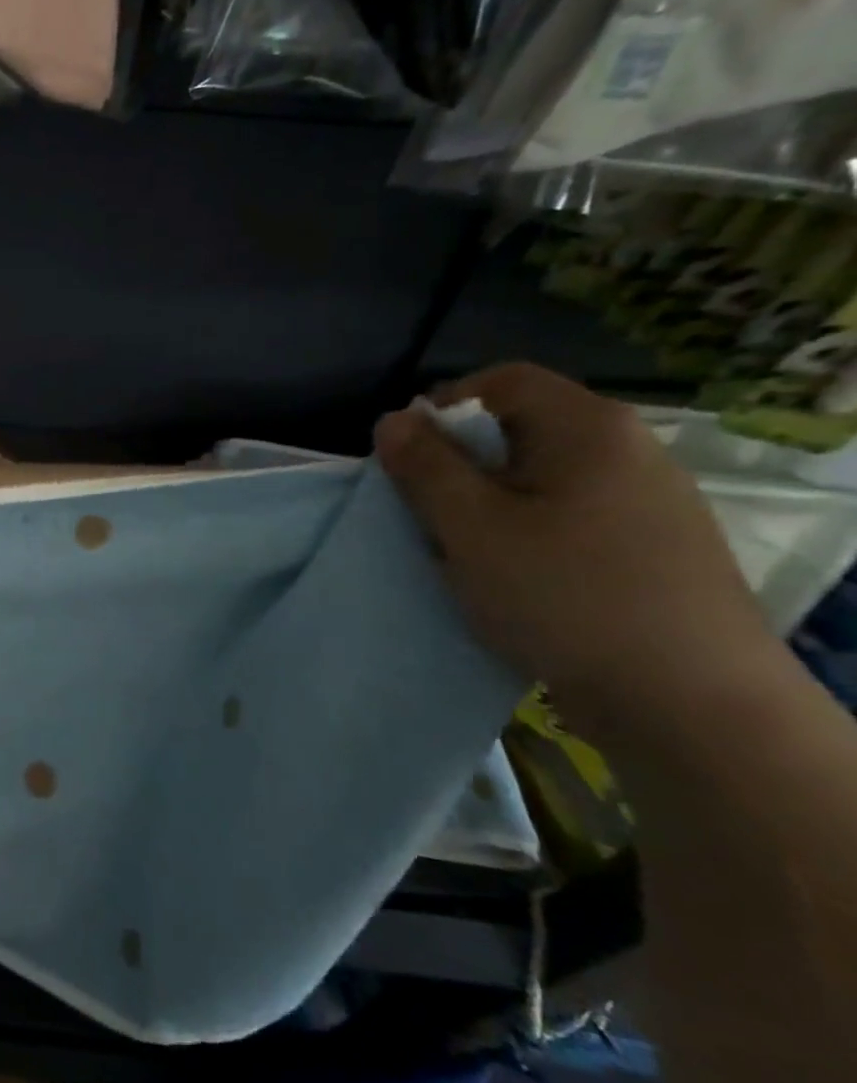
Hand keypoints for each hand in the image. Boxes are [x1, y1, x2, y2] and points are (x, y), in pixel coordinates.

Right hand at [375, 364, 779, 721]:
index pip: (502, 381)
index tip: (406, 458)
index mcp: (589, 429)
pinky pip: (567, 517)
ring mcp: (648, 501)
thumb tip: (393, 420)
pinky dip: (523, 533)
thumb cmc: (563, 595)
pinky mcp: (651, 547)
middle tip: (427, 514)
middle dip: (460, 465)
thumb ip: (425, 467)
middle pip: (520, 430)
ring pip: (539, 479)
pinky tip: (512, 578)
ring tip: (464, 553)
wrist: (688, 701)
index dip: (442, 407)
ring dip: (487, 505)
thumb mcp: (471, 527)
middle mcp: (629, 450)